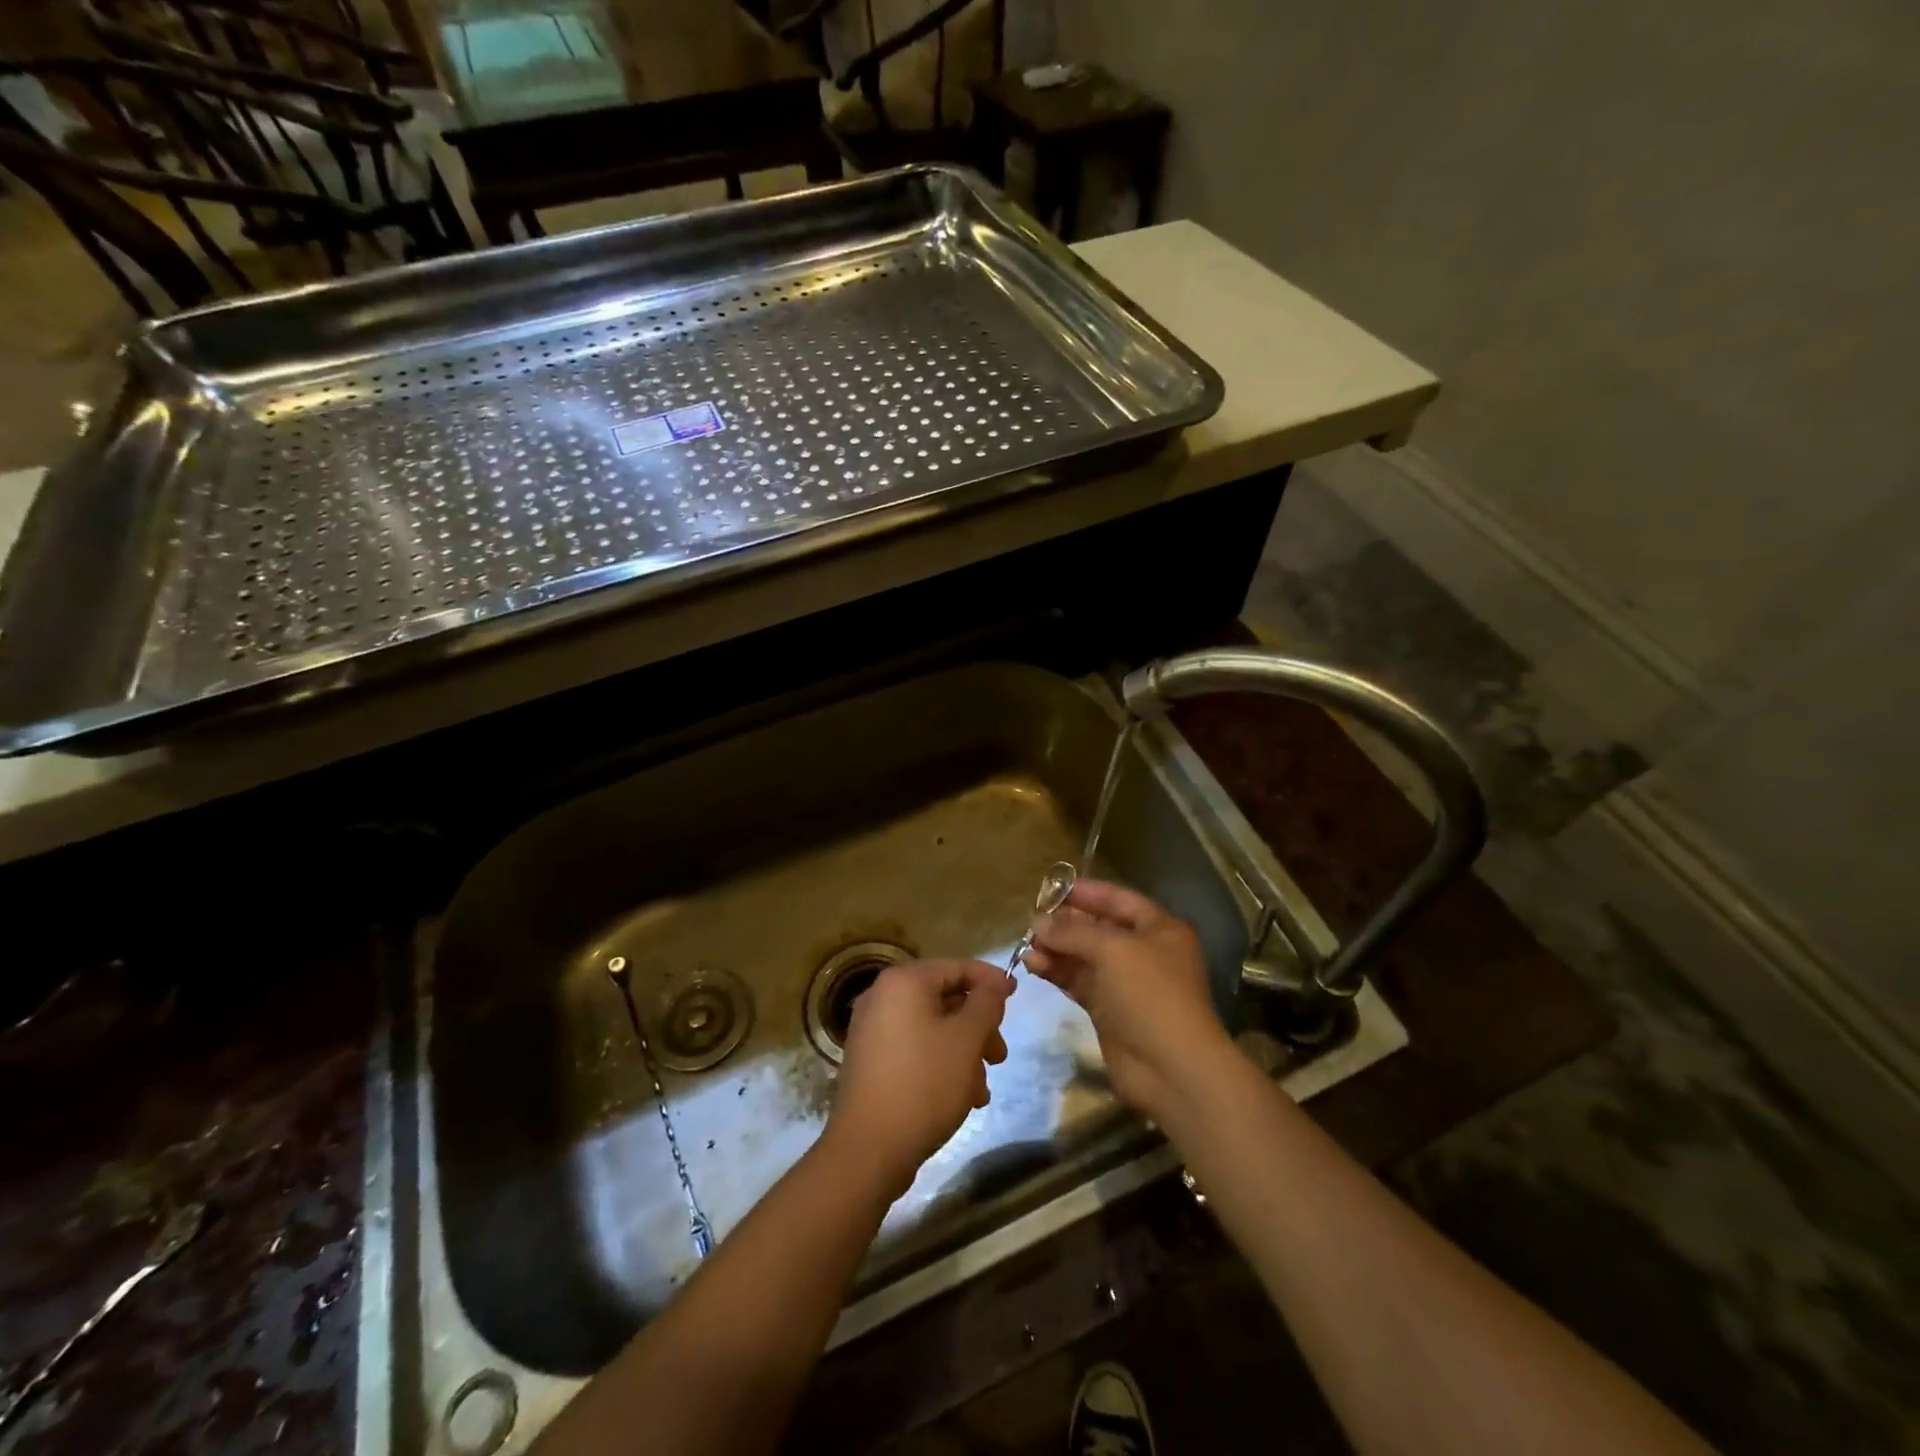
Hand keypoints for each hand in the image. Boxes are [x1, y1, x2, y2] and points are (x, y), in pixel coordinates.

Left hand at [825, 959, 1011, 1197]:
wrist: (869, 1148)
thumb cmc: (924, 1083)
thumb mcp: (966, 1039)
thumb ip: (986, 1004)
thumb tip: (994, 985)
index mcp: (903, 982)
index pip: (956, 967)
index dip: (990, 979)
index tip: (1016, 996)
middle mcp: (883, 998)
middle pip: (944, 999)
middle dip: (979, 1026)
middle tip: (1000, 1054)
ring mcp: (873, 1031)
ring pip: (933, 1028)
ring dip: (964, 1051)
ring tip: (983, 1087)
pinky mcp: (872, 1063)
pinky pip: (916, 1050)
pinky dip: (942, 1064)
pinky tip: (963, 1098)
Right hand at [1021, 879, 1233, 1120]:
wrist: (1171, 1068)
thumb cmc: (1150, 995)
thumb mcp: (1114, 950)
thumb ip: (1073, 931)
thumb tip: (1038, 922)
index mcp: (1158, 929)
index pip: (1118, 899)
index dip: (1086, 892)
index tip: (1051, 888)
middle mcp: (1143, 951)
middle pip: (1098, 927)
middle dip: (1065, 922)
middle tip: (1032, 919)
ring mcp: (1125, 982)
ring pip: (1084, 955)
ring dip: (1056, 948)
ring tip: (1026, 945)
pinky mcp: (1108, 1009)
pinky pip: (1078, 981)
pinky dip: (1057, 971)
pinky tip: (1033, 965)